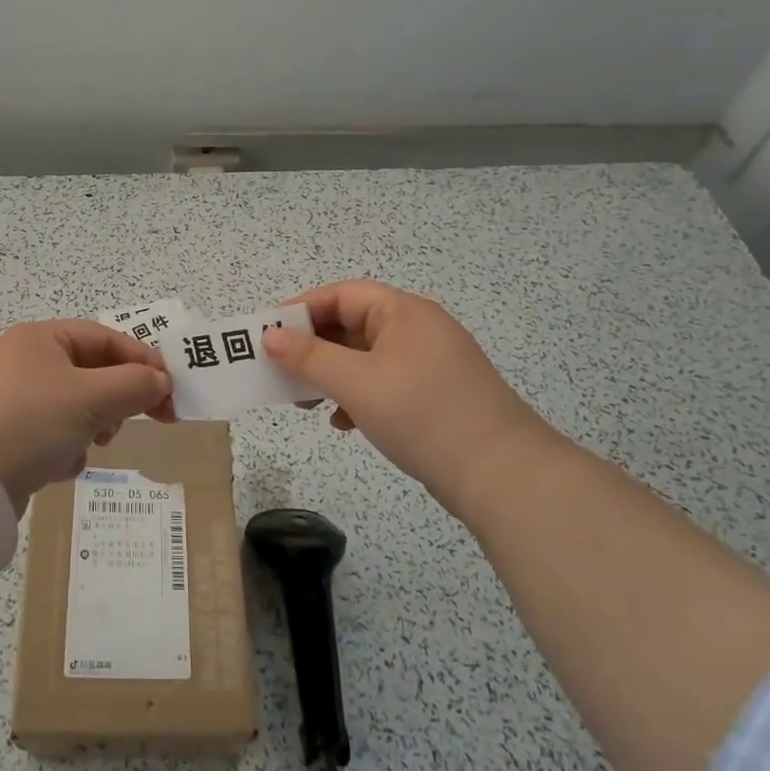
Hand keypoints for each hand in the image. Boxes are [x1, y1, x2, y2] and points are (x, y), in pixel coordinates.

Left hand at [0, 320, 173, 505]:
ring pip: (75, 406)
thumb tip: (161, 381)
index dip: (143, 362)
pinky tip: (59, 465)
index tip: (170, 392)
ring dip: (92, 426)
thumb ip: (134, 385)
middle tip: (144, 421)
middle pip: (91, 372)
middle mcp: (24, 361)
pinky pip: (52, 433)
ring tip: (94, 444)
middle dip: (117, 398)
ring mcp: (12, 398)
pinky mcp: (6, 434)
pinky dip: (64, 448)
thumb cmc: (31, 421)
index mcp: (41, 337)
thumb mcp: (91, 398)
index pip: (106, 338)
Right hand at [262, 279, 554, 510]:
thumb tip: (270, 335)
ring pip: (364, 357)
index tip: (267, 333)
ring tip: (305, 402)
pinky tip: (343, 423)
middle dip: (312, 348)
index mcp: (404, 312)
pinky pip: (382, 383)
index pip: (342, 295)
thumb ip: (309, 356)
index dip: (301, 310)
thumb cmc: (423, 415)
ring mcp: (428, 364)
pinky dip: (356, 396)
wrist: (502, 476)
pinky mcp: (433, 395)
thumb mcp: (357, 382)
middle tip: (281, 372)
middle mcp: (417, 329)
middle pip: (351, 325)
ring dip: (331, 375)